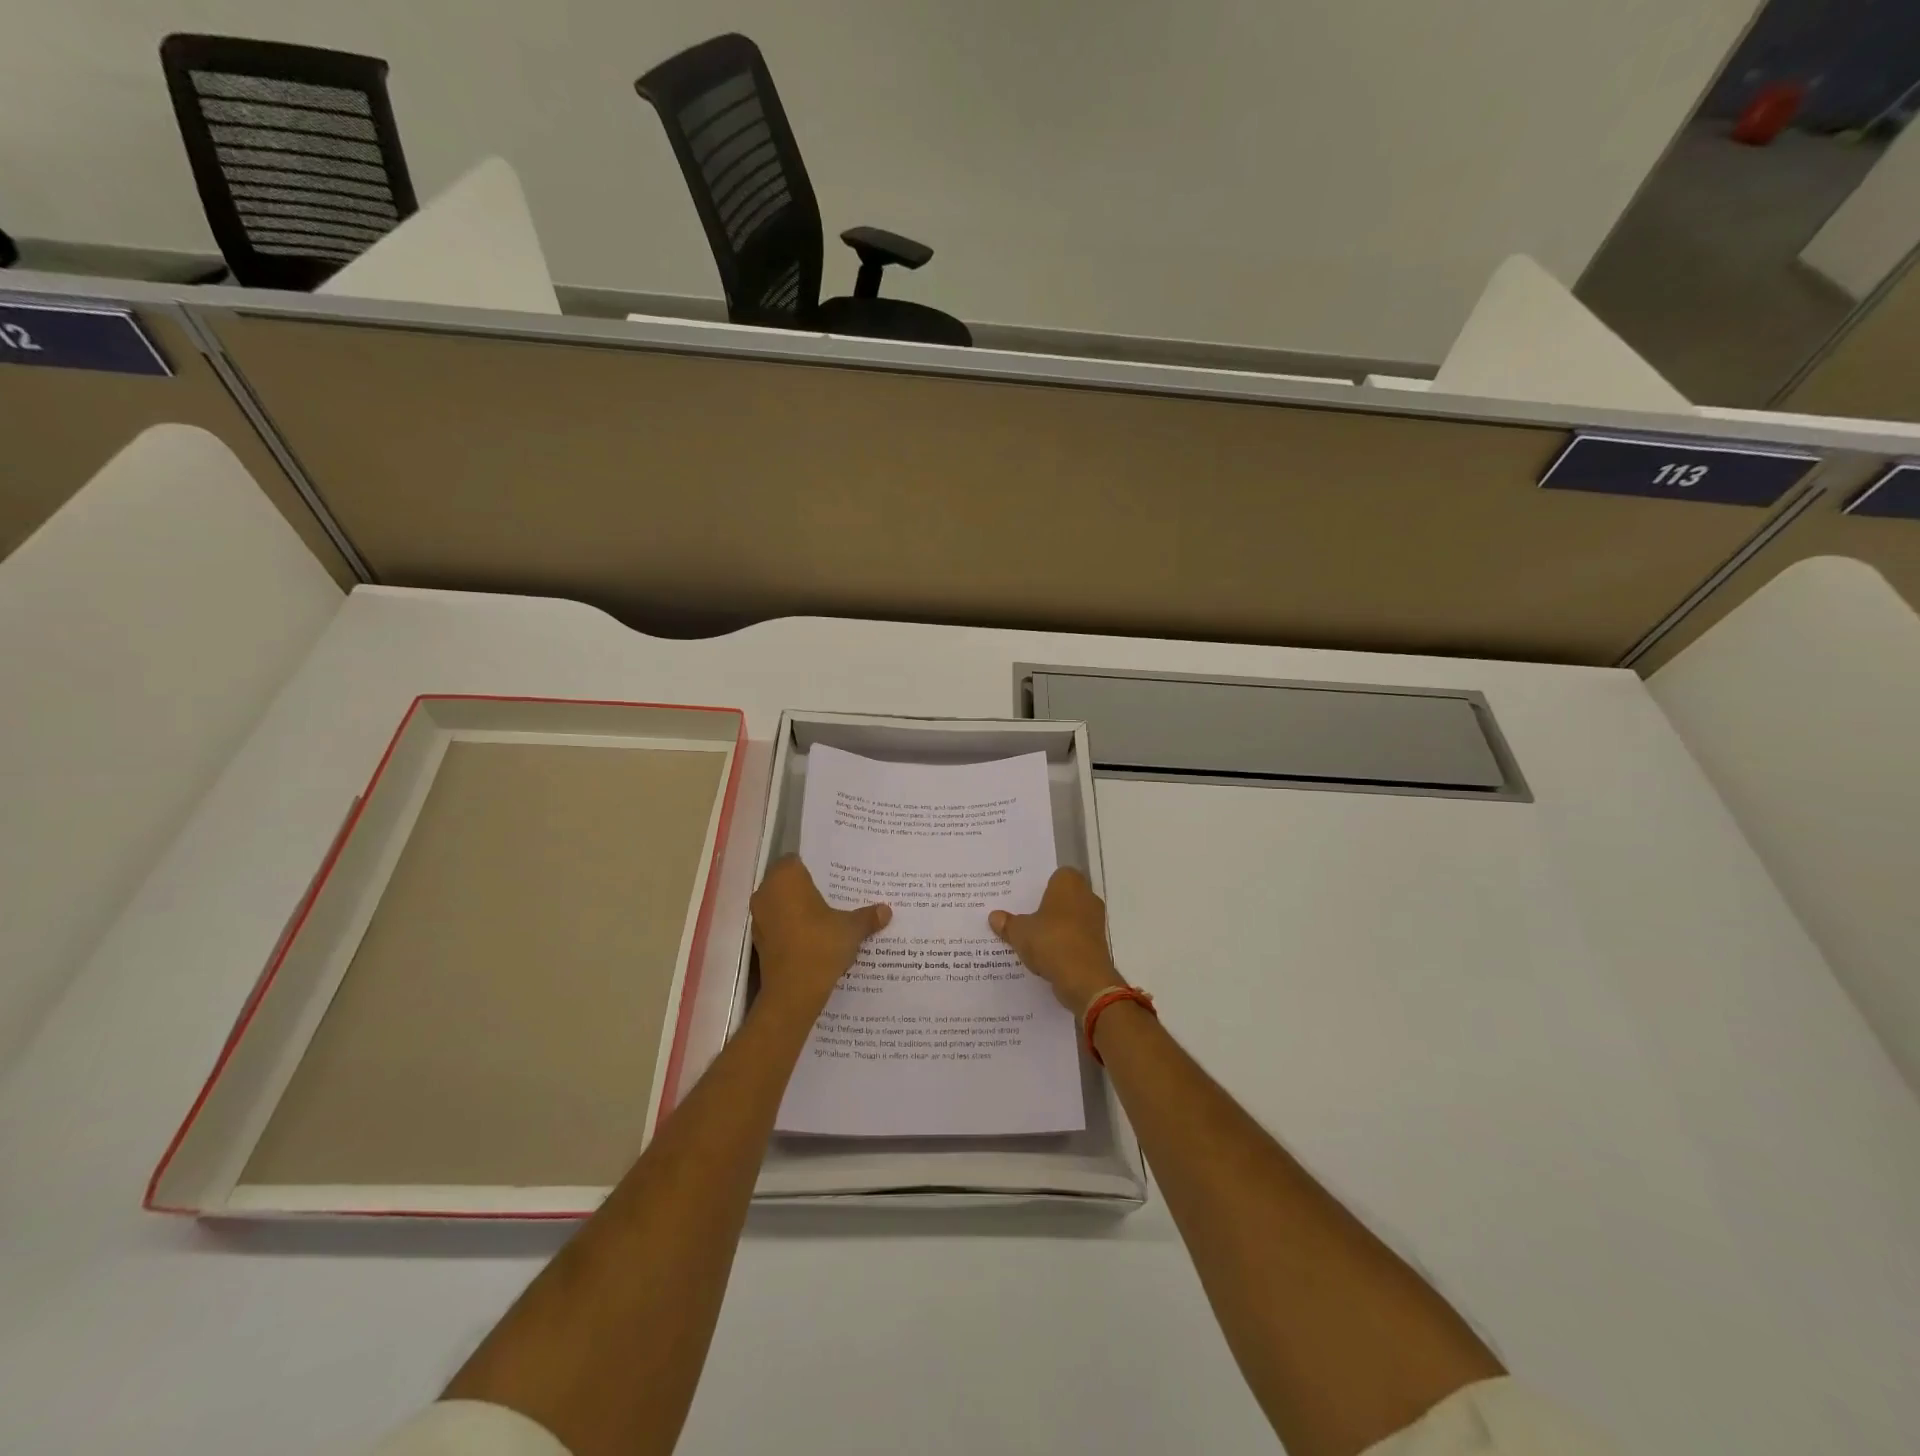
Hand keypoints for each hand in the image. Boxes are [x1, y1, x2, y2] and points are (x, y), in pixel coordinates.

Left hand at [750, 857, 890, 1015]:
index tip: (836, 873)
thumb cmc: (820, 946)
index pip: (797, 859)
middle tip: (838, 893)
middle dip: (810, 887)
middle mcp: (767, 892)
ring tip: (830, 915)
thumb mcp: (851, 929)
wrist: (793, 993)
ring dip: (801, 908)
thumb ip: (867, 916)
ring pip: (783, 904)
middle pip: (789, 881)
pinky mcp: (760, 940)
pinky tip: (816, 937)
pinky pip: (779, 924)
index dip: (816, 865)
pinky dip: (794, 927)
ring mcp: (760, 917)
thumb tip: (886, 910)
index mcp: (786, 878)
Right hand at [989, 868, 1126, 1016]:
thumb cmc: (1051, 941)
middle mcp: (1087, 897)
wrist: (1085, 979)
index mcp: (1069, 883)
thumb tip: (995, 917)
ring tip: (1031, 938)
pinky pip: (1075, 939)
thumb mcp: (1020, 932)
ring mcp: (1095, 921)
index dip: (1040, 886)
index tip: (1024, 897)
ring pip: (1070, 919)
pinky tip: (1045, 956)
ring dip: (1055, 928)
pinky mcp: (1098, 945)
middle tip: (1023, 916)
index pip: (1056, 875)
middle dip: (1046, 907)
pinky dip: (1063, 945)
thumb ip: (1008, 923)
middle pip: (1063, 898)